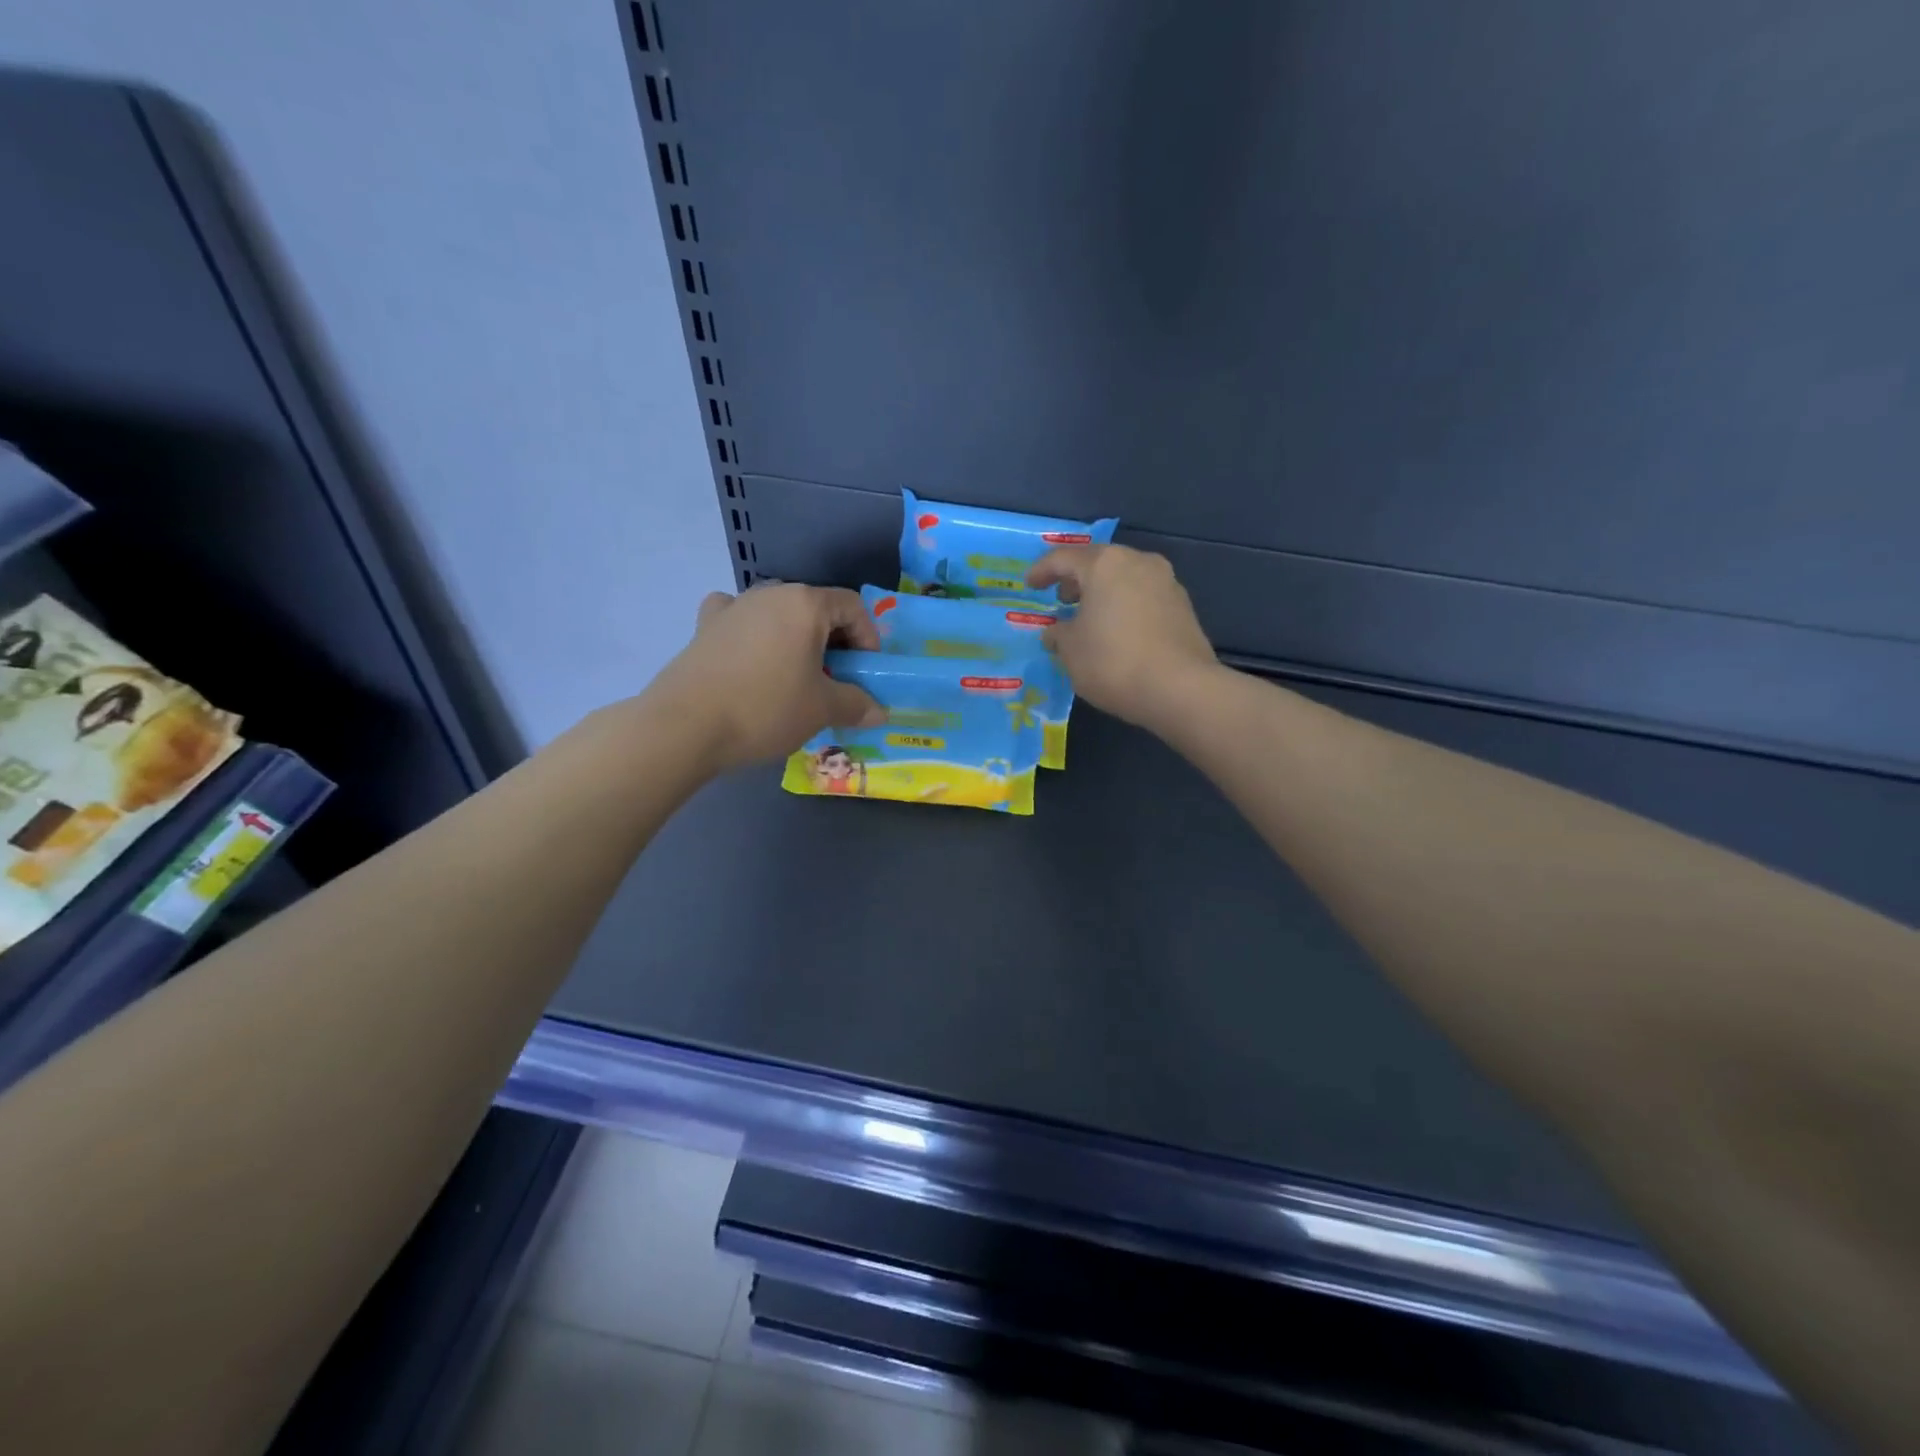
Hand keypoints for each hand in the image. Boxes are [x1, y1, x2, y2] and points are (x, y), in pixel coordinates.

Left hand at [648, 584, 884, 771]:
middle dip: (833, 642)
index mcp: (805, 604)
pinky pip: (740, 620)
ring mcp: (733, 606)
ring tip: (794, 677)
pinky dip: (753, 634)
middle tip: (835, 680)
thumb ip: (856, 704)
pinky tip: (751, 658)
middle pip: (815, 608)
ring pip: (779, 614)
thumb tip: (879, 711)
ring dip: (795, 640)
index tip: (865, 673)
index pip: (852, 606)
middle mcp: (770, 593)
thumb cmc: (765, 708)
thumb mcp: (821, 710)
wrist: (685, 725)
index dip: (868, 638)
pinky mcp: (705, 626)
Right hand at [1026, 545, 1216, 730]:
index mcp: (1104, 564)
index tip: (1029, 585)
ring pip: (1124, 578)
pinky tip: (1117, 631)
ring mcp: (1166, 582)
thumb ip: (1059, 635)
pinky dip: (1125, 606)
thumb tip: (1056, 632)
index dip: (1042, 571)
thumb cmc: (1113, 662)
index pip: (1064, 559)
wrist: (1179, 688)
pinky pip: (1143, 597)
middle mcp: (1138, 562)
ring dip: (1103, 593)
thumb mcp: (1071, 651)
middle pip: (1099, 563)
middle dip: (1077, 579)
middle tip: (1061, 599)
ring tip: (1089, 617)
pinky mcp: (1183, 606)